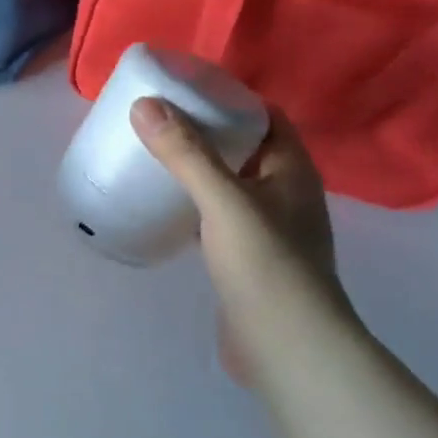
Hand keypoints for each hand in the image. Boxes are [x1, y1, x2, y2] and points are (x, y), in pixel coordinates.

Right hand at [130, 97, 348, 387]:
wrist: (285, 346)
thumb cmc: (264, 265)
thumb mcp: (223, 201)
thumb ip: (186, 154)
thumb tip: (145, 105)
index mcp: (292, 171)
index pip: (266, 118)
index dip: (231, 100)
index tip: (187, 91)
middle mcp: (286, 195)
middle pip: (246, 151)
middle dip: (208, 135)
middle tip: (160, 124)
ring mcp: (269, 232)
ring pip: (231, 188)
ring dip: (200, 173)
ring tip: (156, 160)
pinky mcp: (248, 262)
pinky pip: (219, 222)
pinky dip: (195, 210)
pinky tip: (166, 212)